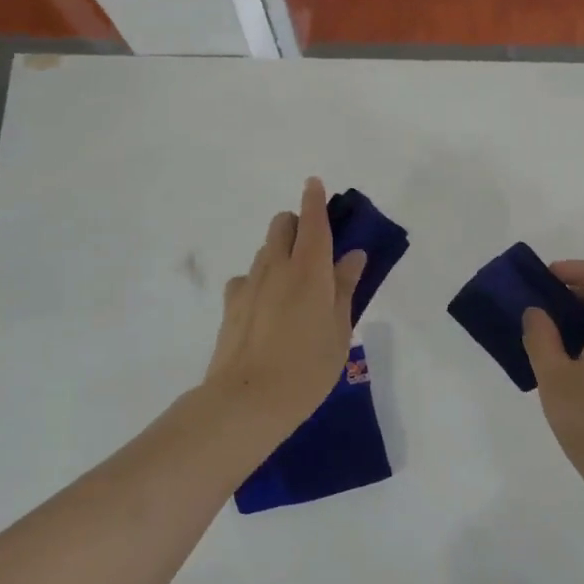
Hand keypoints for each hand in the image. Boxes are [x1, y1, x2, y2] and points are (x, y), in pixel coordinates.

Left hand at [202, 178, 364, 441]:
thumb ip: (345, 288)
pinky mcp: (231, 304)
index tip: (314, 183)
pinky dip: (260, 281)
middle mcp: (276, 267)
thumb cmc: (308, 367)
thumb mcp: (339, 330)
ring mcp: (249, 284)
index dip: (314, 200)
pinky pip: (248, 278)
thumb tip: (352, 256)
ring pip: (265, 250)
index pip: (312, 222)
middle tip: (314, 249)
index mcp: (310, 270)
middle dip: (297, 224)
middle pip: (281, 225)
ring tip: (294, 285)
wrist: (248, 400)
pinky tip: (267, 307)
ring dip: (280, 252)